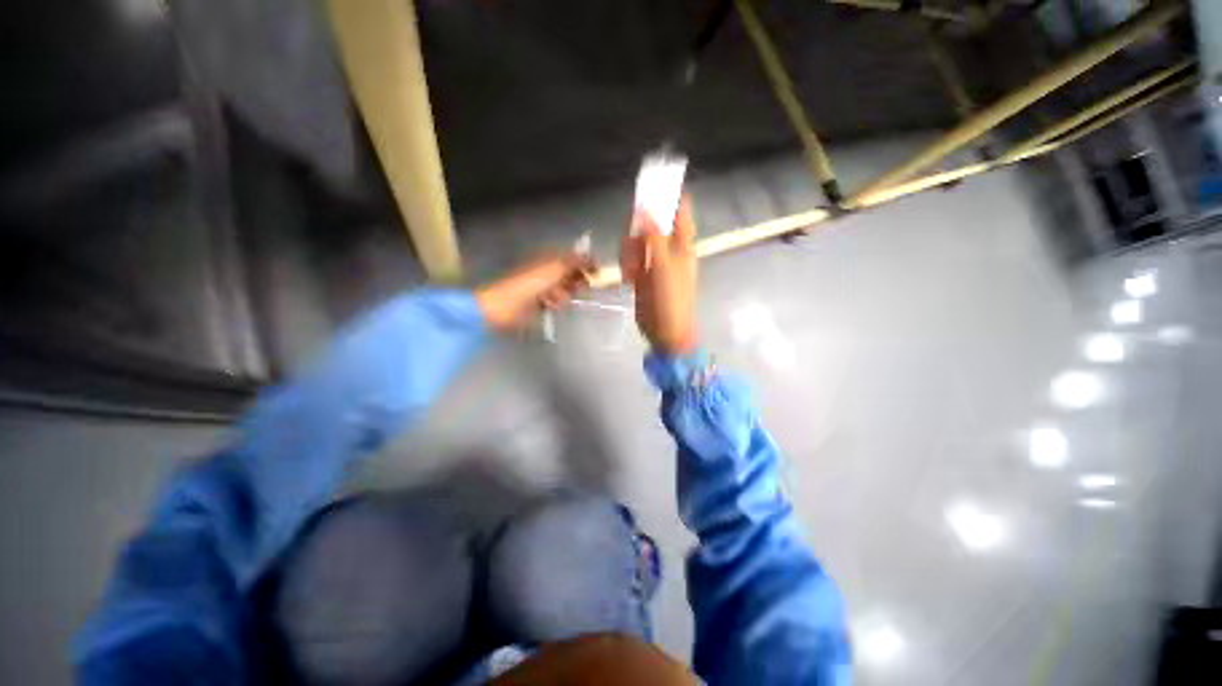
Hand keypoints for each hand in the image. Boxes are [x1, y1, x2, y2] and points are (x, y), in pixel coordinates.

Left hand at [476, 253, 595, 329]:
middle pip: (572, 275)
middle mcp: (549, 270)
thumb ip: (576, 261)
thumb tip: (593, 256)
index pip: (575, 258)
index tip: (598, 274)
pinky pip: (557, 303)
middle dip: (576, 282)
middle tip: (575, 288)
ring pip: (566, 290)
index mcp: (551, 258)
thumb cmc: (531, 284)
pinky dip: (556, 304)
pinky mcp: (541, 303)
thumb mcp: (556, 267)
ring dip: (564, 295)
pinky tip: (549, 306)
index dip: (586, 264)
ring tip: (555, 299)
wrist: (506, 306)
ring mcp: (544, 287)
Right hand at [621, 195, 697, 354]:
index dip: (670, 194)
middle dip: (638, 230)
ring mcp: (654, 261)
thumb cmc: (672, 299)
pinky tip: (627, 278)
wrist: (665, 331)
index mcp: (683, 244)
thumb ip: (655, 237)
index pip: (680, 211)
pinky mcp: (642, 273)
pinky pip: (630, 258)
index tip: (654, 182)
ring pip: (637, 241)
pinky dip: (627, 264)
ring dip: (630, 251)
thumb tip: (646, 208)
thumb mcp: (664, 266)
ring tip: (631, 270)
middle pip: (651, 223)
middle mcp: (669, 248)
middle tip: (633, 243)